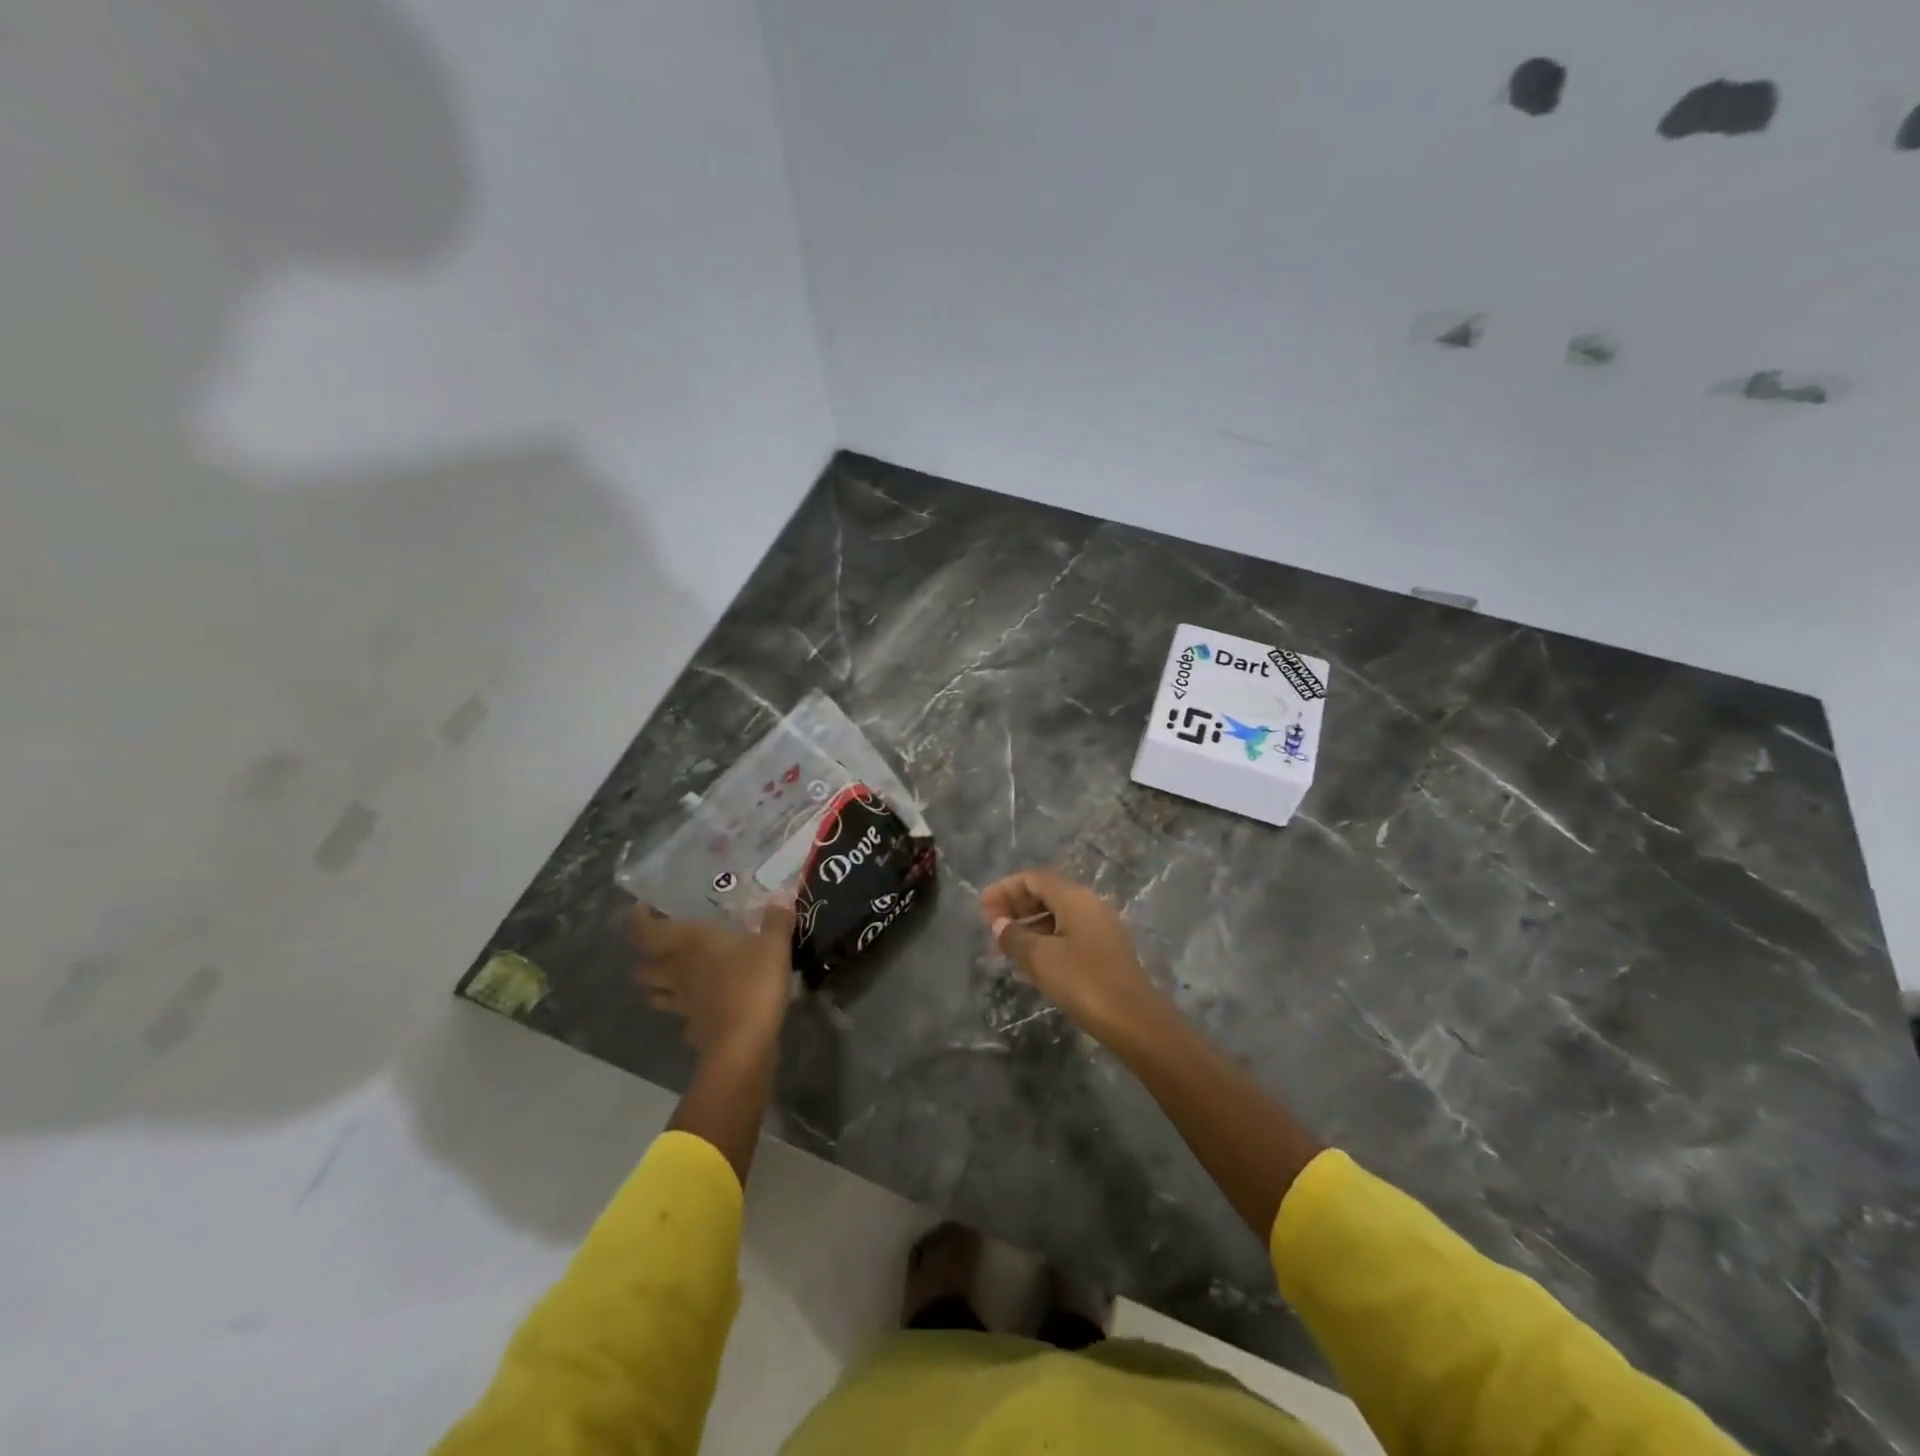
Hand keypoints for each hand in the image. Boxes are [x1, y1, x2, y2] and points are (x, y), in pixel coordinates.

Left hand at [630, 901, 796, 1056]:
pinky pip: (684, 1017)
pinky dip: (688, 1012)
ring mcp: (683, 1004)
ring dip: (660, 986)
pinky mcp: (694, 1029)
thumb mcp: (774, 945)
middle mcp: (678, 971)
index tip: (645, 909)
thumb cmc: (753, 983)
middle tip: (666, 947)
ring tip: (679, 977)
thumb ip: (777, 921)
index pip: (644, 931)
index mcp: (689, 944)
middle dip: (647, 958)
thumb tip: (781, 900)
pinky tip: (704, 1007)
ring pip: (656, 994)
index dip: (638, 919)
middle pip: (643, 968)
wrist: (745, 1044)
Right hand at [979, 870, 1169, 1045]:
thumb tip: (998, 923)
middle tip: (989, 926)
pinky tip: (1029, 964)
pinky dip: (1044, 941)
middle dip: (1015, 907)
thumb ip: (1014, 937)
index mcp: (1075, 897)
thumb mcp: (1041, 958)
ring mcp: (1100, 928)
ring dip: (1028, 926)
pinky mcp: (1105, 951)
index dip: (1004, 889)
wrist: (1134, 1020)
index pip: (1033, 878)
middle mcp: (1090, 905)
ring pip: (1056, 916)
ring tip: (1004, 948)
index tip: (981, 907)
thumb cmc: (1084, 981)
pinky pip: (1067, 935)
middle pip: (1046, 894)